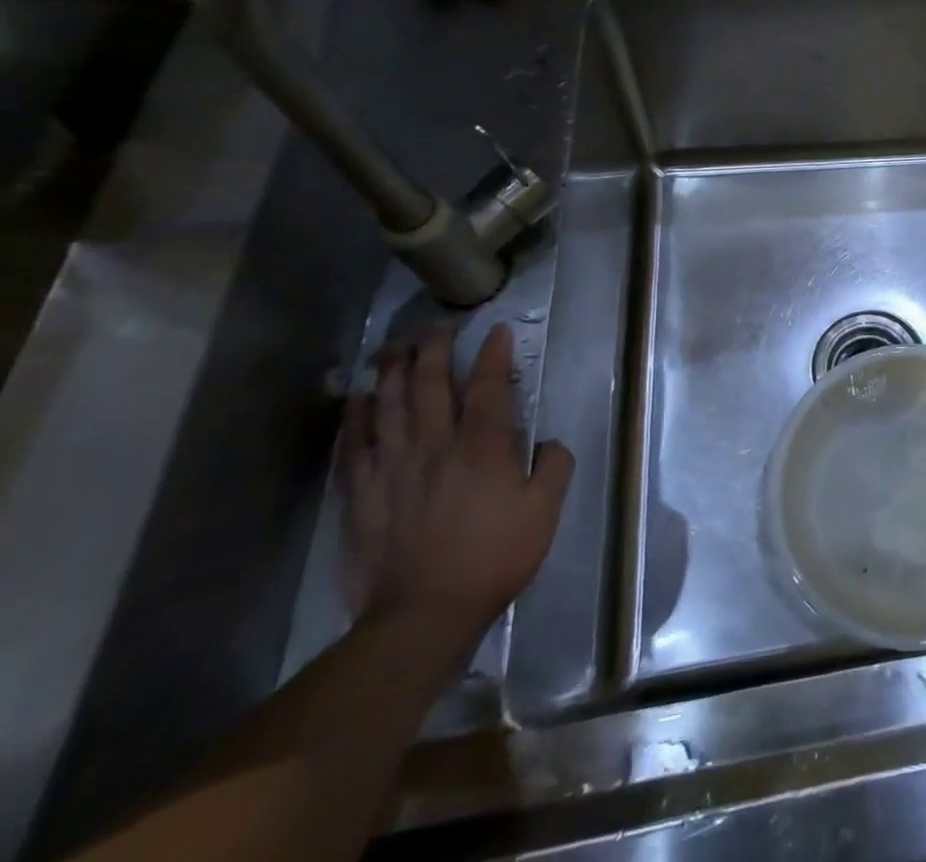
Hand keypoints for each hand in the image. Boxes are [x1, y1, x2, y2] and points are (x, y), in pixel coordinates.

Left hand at [340, 324, 573, 641]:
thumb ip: (554, 467)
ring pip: (388, 406)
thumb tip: (550, 442)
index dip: (493, 354)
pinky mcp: (362, 494)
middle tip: (438, 327)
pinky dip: (356, 416)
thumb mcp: (544, 512)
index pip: (488, 386)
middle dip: (434, 349)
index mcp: (483, 448)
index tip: (496, 330)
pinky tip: (358, 399)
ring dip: (392, 371)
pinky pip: (355, 444)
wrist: (420, 615)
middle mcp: (435, 446)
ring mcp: (393, 468)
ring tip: (394, 347)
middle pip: (430, 384)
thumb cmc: (493, 558)